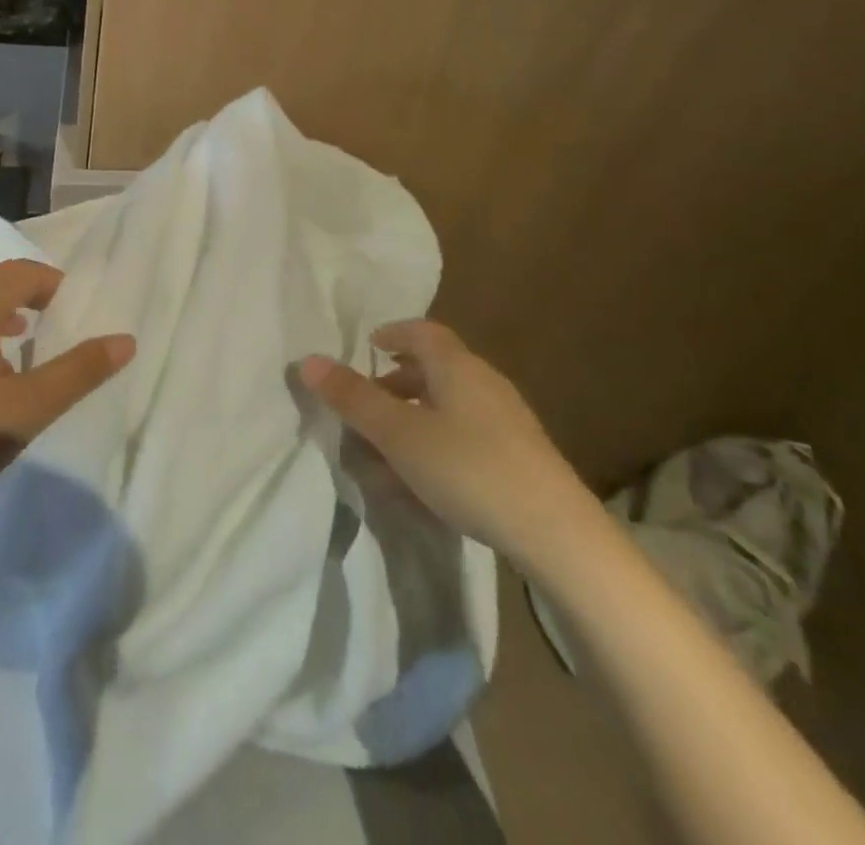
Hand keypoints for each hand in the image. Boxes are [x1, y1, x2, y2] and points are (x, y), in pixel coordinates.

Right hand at [300, 319, 590, 561]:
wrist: (557, 533)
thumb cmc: (468, 468)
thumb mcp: (398, 434)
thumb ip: (352, 397)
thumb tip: (308, 360)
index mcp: (457, 367)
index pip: (422, 332)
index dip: (393, 334)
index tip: (368, 347)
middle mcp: (484, 383)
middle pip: (434, 369)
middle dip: (396, 383)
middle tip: (367, 404)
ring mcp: (506, 421)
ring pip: (448, 406)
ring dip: (414, 418)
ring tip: (387, 450)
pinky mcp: (519, 457)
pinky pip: (466, 435)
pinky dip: (436, 443)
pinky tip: (424, 482)